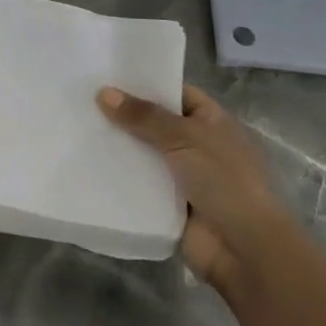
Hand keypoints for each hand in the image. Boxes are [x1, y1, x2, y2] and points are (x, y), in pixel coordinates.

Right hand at [97, 84, 290, 298]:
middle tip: (82, 100)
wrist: (246, 250)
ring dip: (119, 148)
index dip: (147, 84)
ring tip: (78, 129)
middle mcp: (198, 146)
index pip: (176, 93)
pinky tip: (87, 166)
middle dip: (125, 116)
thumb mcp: (185, 138)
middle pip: (156, 124)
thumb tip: (104, 92)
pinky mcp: (169, 207)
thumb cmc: (225, 181)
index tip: (109, 75)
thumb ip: (143, 116)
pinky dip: (120, 180)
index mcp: (212, 122)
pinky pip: (140, 187)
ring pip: (145, 156)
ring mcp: (184, 178)